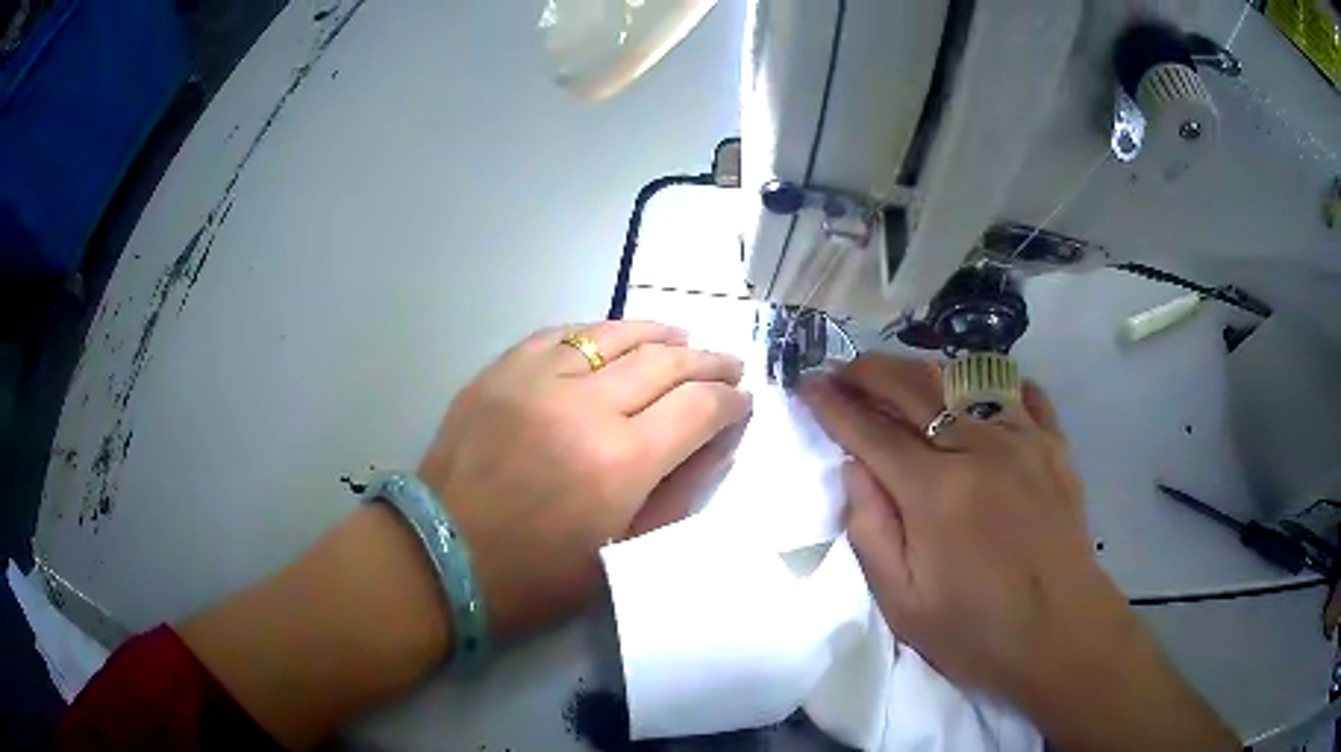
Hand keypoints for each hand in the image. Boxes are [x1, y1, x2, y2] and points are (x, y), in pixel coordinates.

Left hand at [417, 321, 751, 641]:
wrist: (443, 557)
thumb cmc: (537, 576)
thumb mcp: (623, 553)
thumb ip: (678, 493)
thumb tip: (715, 445)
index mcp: (621, 462)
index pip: (698, 408)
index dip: (731, 402)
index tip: (744, 403)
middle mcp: (584, 405)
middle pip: (665, 362)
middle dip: (708, 362)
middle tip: (729, 366)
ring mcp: (537, 379)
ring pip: (615, 335)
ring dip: (659, 334)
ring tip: (684, 338)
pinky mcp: (501, 370)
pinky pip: (563, 335)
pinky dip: (599, 333)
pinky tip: (616, 338)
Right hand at [800, 356, 1236, 750]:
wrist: (1061, 634)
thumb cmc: (976, 631)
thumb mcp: (902, 603)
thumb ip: (872, 529)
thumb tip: (857, 467)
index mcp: (935, 492)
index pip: (871, 432)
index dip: (834, 405)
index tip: (809, 384)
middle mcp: (979, 448)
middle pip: (915, 387)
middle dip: (871, 372)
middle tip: (845, 371)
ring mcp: (1024, 440)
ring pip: (965, 379)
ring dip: (924, 371)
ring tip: (900, 378)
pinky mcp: (1054, 446)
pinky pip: (1024, 393)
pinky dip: (995, 383)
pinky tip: (979, 393)